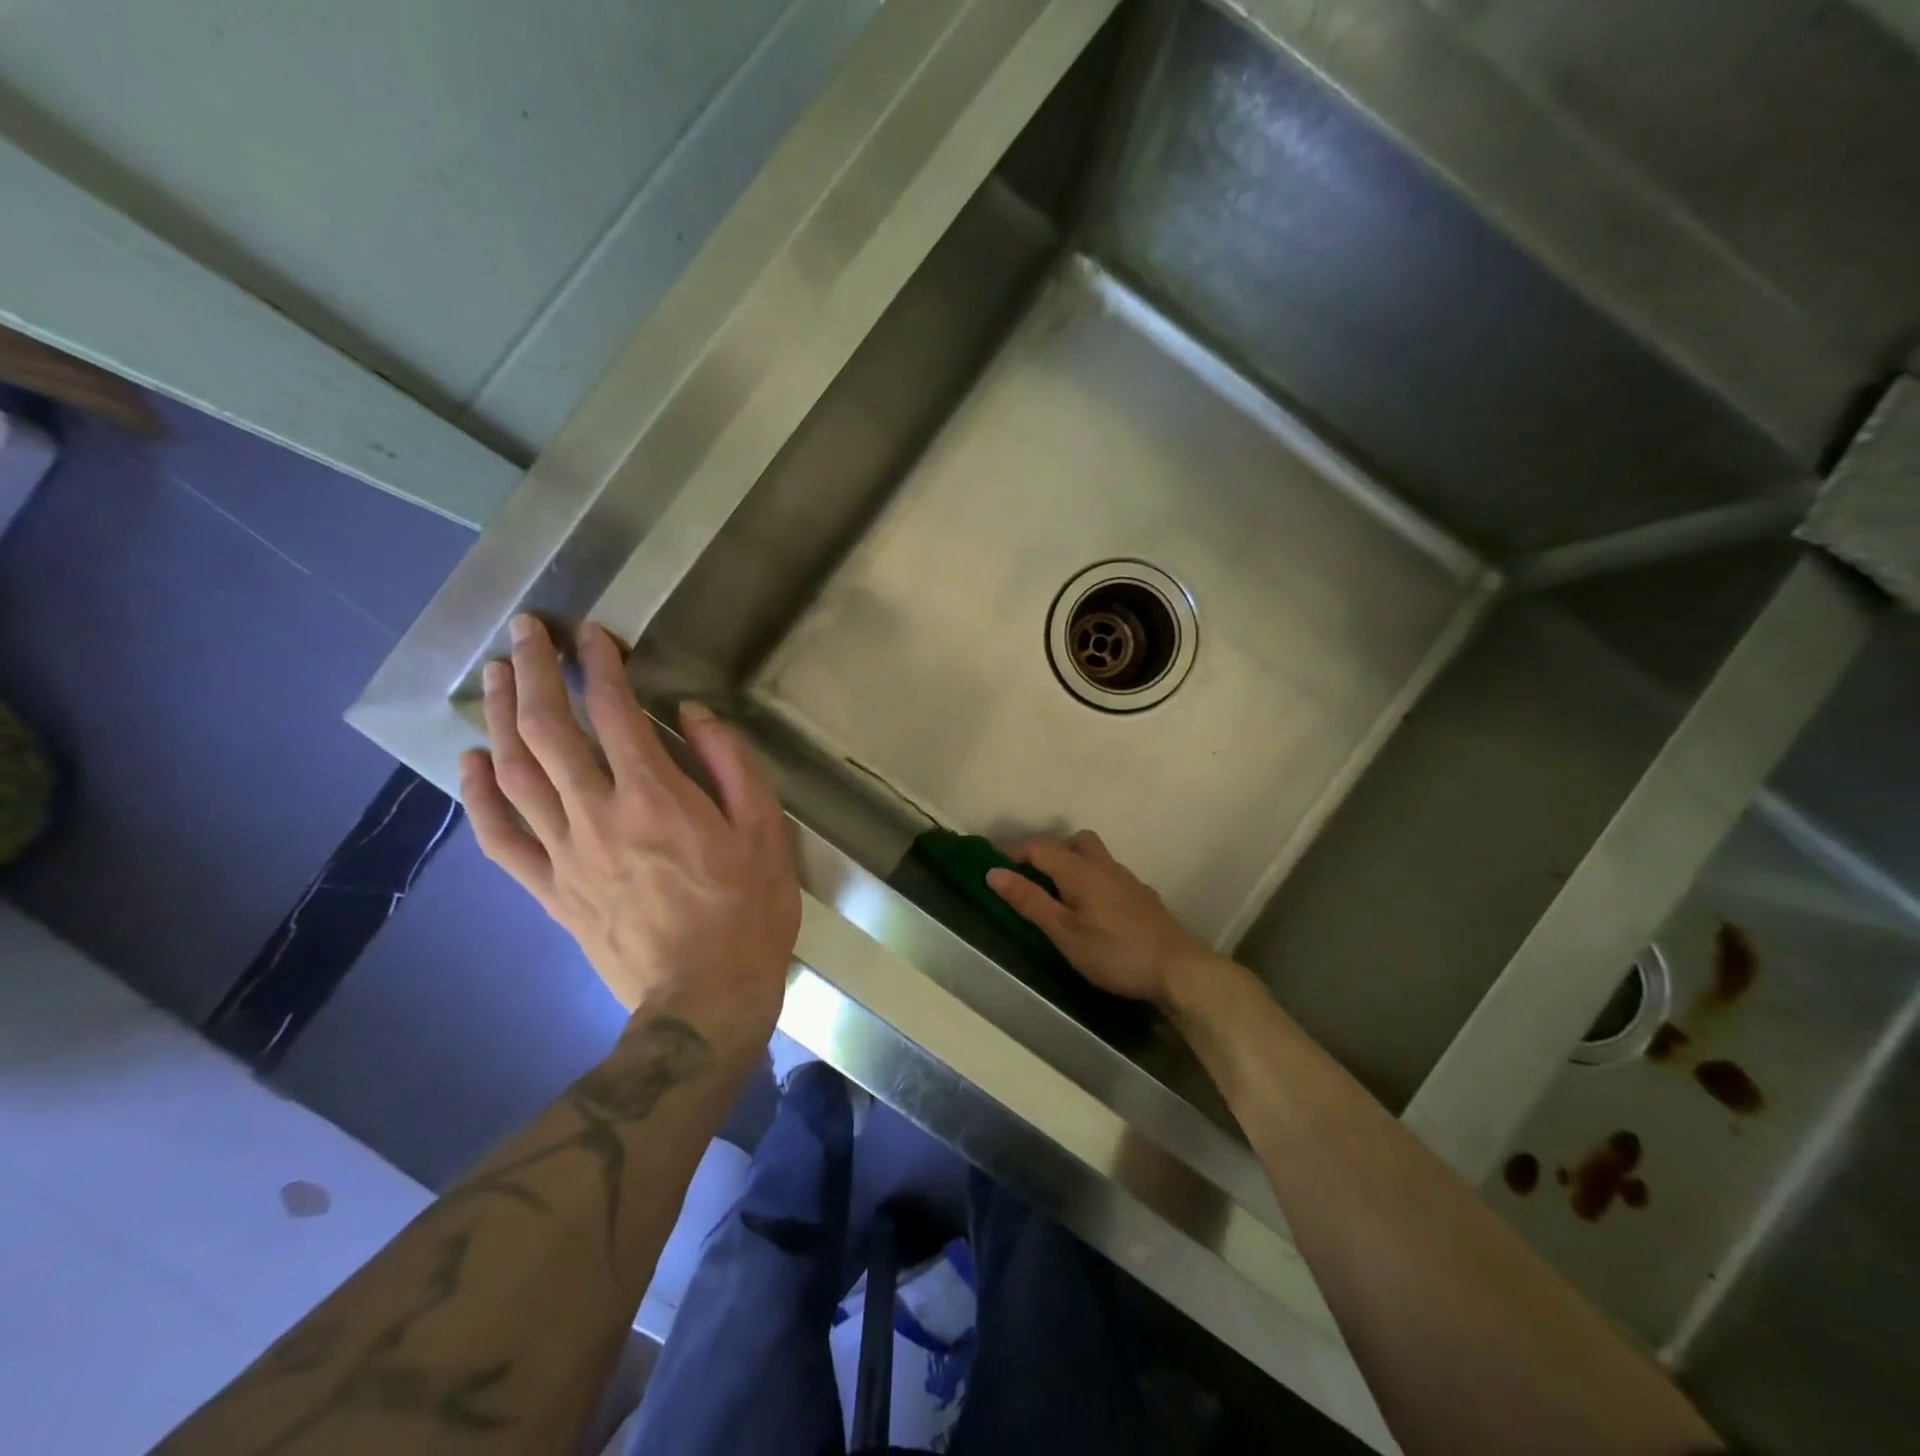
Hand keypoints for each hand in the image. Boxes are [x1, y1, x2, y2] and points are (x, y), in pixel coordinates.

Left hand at [459, 615, 799, 1049]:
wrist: (704, 997)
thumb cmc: (748, 909)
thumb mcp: (765, 828)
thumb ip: (730, 763)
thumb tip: (692, 714)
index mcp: (655, 795)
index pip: (614, 710)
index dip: (599, 663)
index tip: (591, 632)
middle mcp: (597, 813)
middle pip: (548, 730)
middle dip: (533, 671)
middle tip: (523, 632)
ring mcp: (564, 852)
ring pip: (515, 772)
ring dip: (499, 717)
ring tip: (493, 675)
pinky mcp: (549, 889)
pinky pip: (498, 837)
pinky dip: (476, 795)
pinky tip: (467, 763)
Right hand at [985, 831, 1216, 1008]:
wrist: (1179, 969)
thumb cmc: (1115, 952)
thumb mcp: (1064, 932)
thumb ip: (1030, 901)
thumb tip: (994, 872)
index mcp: (1081, 870)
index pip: (1040, 847)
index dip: (1014, 853)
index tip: (994, 866)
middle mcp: (1105, 866)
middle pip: (1074, 841)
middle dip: (1049, 851)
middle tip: (1031, 876)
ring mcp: (1128, 880)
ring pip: (1095, 857)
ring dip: (1073, 864)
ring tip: (1059, 894)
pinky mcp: (1143, 897)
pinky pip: (1110, 876)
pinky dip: (1092, 881)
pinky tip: (1093, 910)